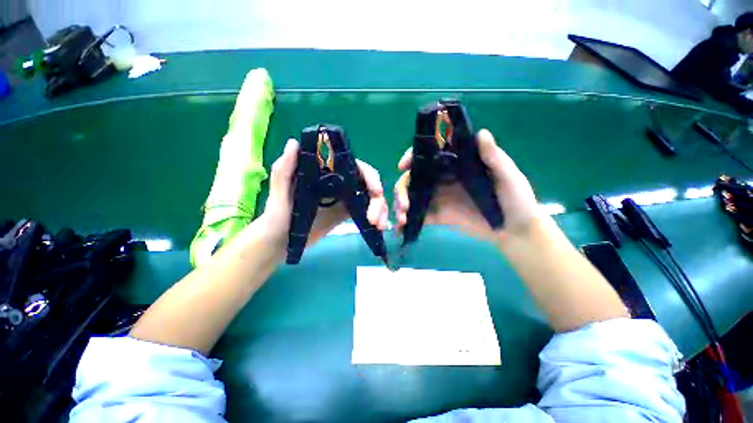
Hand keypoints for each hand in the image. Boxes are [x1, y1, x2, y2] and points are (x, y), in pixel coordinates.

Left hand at [260, 139, 388, 249]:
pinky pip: (366, 211)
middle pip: (367, 183)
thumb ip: (284, 169)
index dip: (369, 176)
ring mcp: (344, 199)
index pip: (354, 167)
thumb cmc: (278, 216)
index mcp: (326, 174)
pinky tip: (379, 227)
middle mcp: (338, 183)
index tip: (376, 191)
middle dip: (377, 198)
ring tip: (379, 225)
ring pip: (370, 197)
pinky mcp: (347, 213)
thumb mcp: (279, 193)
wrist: (280, 241)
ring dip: (380, 209)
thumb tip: (294, 143)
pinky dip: (376, 216)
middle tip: (375, 218)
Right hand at [394, 129, 541, 243]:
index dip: (412, 157)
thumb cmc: (516, 199)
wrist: (515, 230)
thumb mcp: (507, 175)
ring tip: (401, 218)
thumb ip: (493, 157)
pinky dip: (408, 222)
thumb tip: (481, 133)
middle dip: (402, 189)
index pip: (429, 156)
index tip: (402, 166)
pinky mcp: (440, 216)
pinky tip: (401, 229)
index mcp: (456, 166)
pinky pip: (421, 216)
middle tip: (403, 204)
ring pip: (414, 196)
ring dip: (402, 205)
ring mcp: (440, 199)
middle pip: (414, 178)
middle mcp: (443, 180)